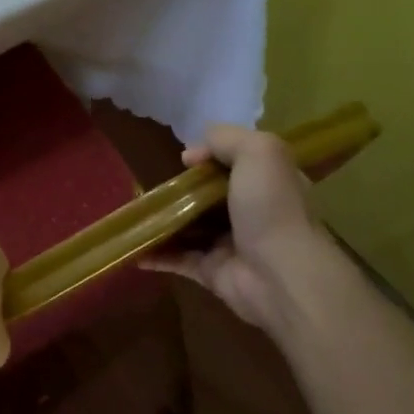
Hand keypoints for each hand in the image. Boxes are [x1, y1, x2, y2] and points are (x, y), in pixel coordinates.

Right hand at [144, 124, 330, 332]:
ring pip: (190, 226)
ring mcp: (230, 243)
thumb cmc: (271, 207)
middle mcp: (251, 211)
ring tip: (133, 213)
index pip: (237, 163)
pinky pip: (177, 259)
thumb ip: (226, 138)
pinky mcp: (211, 271)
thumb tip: (192, 153)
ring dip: (163, 220)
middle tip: (151, 186)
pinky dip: (155, 253)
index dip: (211, 156)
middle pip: (209, 195)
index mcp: (268, 182)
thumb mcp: (259, 152)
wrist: (280, 274)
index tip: (186, 159)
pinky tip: (132, 247)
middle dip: (180, 189)